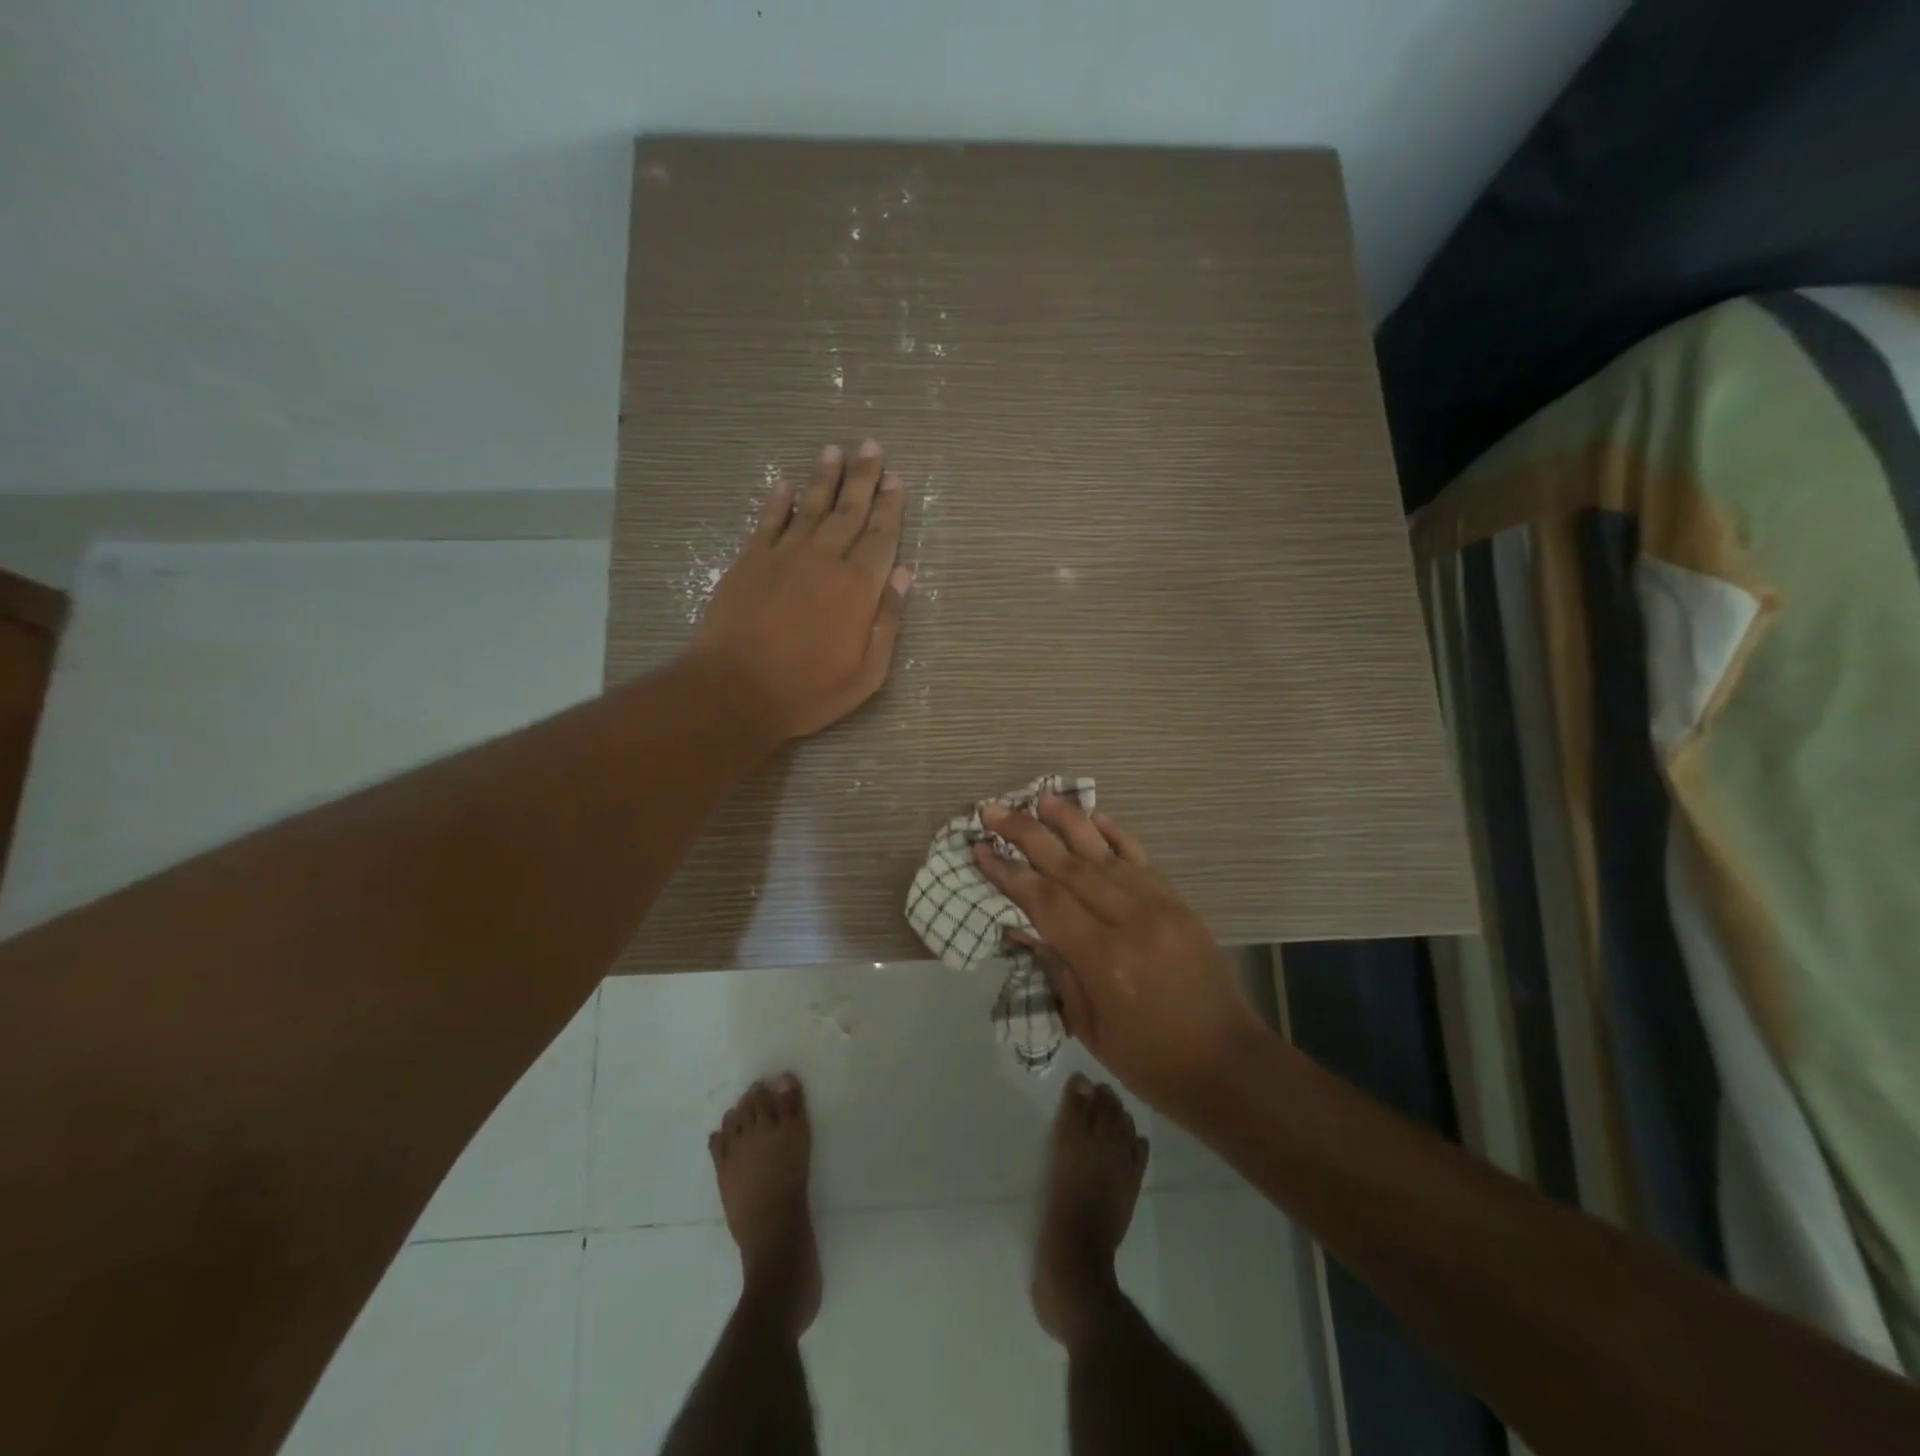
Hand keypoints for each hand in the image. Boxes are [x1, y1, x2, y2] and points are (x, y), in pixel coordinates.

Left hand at [691, 440, 911, 742]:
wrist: (735, 690)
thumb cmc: (809, 691)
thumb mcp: (867, 673)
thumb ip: (887, 621)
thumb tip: (903, 574)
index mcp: (858, 587)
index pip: (881, 537)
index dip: (891, 508)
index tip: (897, 480)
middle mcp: (824, 560)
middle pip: (849, 511)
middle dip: (863, 478)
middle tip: (872, 447)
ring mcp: (783, 556)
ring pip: (810, 507)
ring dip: (824, 478)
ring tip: (835, 450)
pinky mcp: (750, 562)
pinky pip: (768, 522)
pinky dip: (778, 502)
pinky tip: (785, 484)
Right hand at [974, 795, 1267, 1113]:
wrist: (1228, 1063)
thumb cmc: (1149, 1059)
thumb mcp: (1089, 1026)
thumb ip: (1055, 967)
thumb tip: (1020, 923)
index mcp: (1104, 959)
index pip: (1045, 901)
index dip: (1008, 872)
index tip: (980, 848)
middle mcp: (1130, 921)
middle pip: (1069, 866)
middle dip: (1026, 834)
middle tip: (993, 810)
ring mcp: (1159, 905)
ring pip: (1104, 852)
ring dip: (1069, 821)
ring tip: (1039, 796)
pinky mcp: (1178, 901)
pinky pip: (1141, 857)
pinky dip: (1115, 833)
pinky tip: (1095, 816)